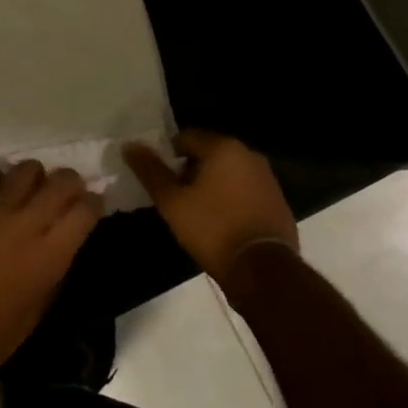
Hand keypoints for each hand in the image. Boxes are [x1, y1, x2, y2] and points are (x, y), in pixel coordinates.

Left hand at [0, 162, 103, 385]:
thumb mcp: (39, 308)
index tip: (92, 205)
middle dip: (70, 182)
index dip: (94, 203)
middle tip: (66, 193)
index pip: (85, 209)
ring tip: (29, 191)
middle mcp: (25, 223)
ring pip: (24, 170)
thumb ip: (55, 269)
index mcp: (49, 254)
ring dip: (34, 177)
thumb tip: (62, 243)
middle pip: (61, 181)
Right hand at [124, 130, 298, 293]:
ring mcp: (267, 178)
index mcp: (223, 147)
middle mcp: (249, 154)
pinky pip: (245, 190)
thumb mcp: (172, 202)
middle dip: (190, 170)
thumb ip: (150, 171)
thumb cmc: (212, 229)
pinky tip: (221, 222)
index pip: (185, 137)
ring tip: (197, 211)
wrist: (263, 270)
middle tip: (176, 196)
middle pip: (208, 153)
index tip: (161, 179)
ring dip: (211, 184)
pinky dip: (231, 198)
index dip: (168, 156)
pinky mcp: (277, 201)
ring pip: (228, 172)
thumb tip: (129, 145)